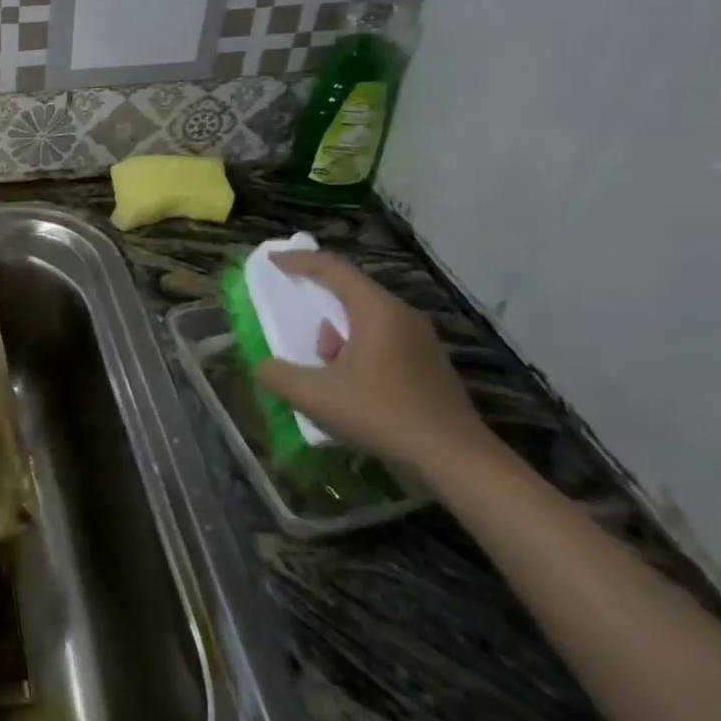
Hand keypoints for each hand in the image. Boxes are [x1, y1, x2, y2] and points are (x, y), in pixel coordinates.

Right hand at [255, 252, 500, 486]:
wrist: (456, 461)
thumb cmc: (382, 415)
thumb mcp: (316, 397)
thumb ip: (279, 375)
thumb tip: (263, 366)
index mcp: (376, 310)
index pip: (332, 268)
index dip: (297, 261)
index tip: (271, 260)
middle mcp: (402, 315)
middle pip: (351, 291)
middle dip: (317, 302)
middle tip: (294, 318)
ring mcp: (422, 340)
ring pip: (367, 318)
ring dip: (338, 333)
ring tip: (324, 368)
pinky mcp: (430, 364)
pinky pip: (384, 339)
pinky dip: (358, 348)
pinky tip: (352, 385)